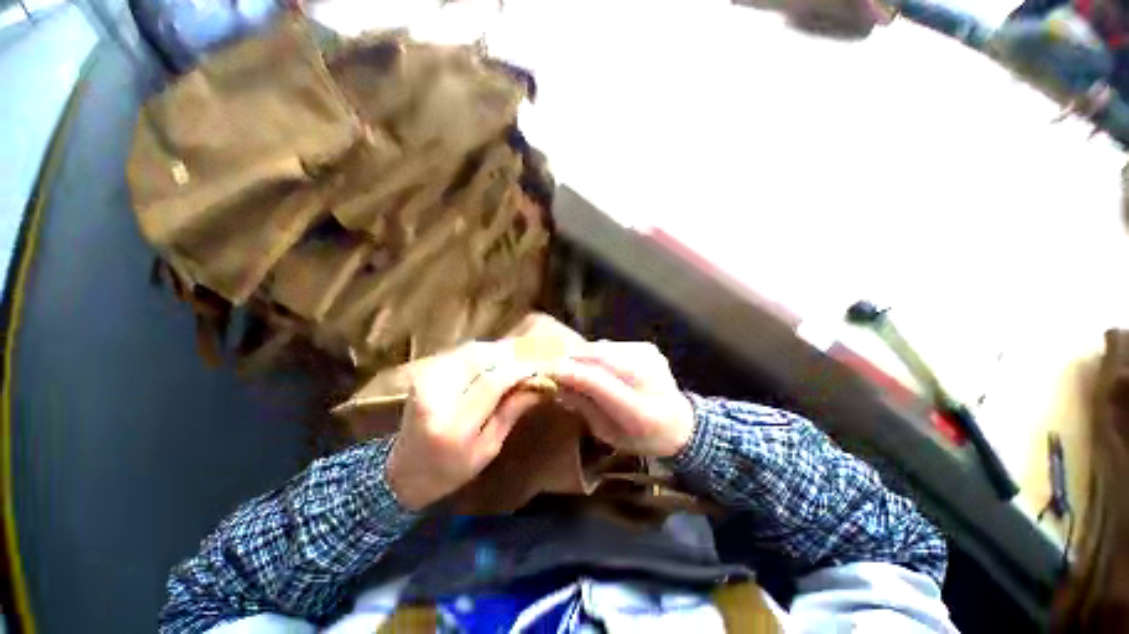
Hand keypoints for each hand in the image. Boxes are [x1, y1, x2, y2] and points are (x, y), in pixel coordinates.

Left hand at [385, 342, 544, 510]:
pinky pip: (461, 351)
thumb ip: (512, 411)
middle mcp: (434, 394)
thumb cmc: (450, 469)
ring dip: (498, 351)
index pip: (491, 382)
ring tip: (517, 358)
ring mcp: (425, 378)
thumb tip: (539, 384)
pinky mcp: (423, 371)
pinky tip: (496, 360)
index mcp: (452, 424)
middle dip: (510, 354)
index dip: (518, 369)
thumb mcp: (489, 448)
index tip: (539, 366)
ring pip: (471, 349)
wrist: (402, 470)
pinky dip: (484, 352)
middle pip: (480, 357)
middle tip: (531, 358)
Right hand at [548, 341, 695, 458]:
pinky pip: (612, 345)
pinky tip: (598, 365)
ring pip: (604, 347)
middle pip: (601, 358)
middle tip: (554, 365)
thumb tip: (556, 383)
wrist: (680, 423)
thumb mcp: (608, 433)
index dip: (572, 374)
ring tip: (574, 366)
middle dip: (573, 359)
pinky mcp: (649, 348)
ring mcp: (652, 358)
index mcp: (642, 412)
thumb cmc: (640, 437)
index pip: (600, 384)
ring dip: (584, 355)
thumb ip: (583, 406)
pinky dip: (597, 352)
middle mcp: (650, 378)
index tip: (547, 369)